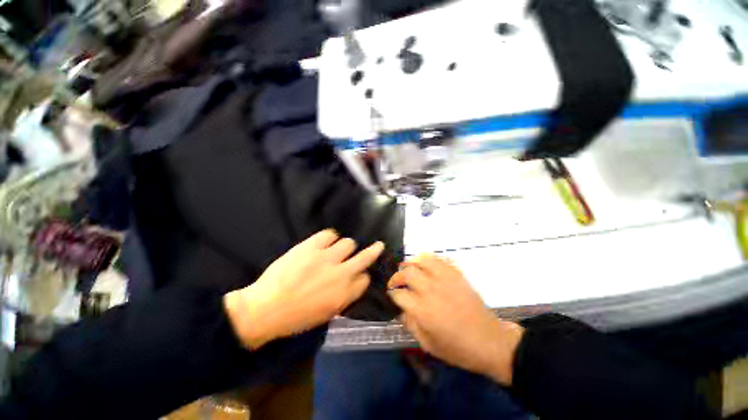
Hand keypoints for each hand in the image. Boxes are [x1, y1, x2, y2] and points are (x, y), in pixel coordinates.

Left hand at [225, 230, 383, 348]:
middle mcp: (341, 274)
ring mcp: (327, 258)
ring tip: (336, 249)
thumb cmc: (296, 318)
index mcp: (344, 294)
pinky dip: (329, 237)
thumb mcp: (326, 314)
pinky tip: (325, 242)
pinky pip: (329, 234)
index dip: (363, 275)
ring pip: (348, 243)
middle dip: (374, 251)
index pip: (365, 279)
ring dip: (345, 246)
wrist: (264, 309)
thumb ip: (344, 297)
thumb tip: (353, 282)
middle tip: (378, 245)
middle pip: (365, 257)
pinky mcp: (312, 246)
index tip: (359, 273)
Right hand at [388, 255, 523, 385]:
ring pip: (422, 260)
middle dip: (397, 276)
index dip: (391, 294)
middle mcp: (431, 290)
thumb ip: (410, 324)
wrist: (489, 341)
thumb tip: (401, 308)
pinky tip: (427, 266)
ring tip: (410, 269)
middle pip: (407, 273)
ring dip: (412, 263)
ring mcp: (445, 279)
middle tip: (396, 282)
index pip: (398, 294)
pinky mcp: (457, 275)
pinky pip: (440, 259)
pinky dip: (430, 259)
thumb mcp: (428, 344)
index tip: (391, 295)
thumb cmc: (458, 348)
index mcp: (423, 310)